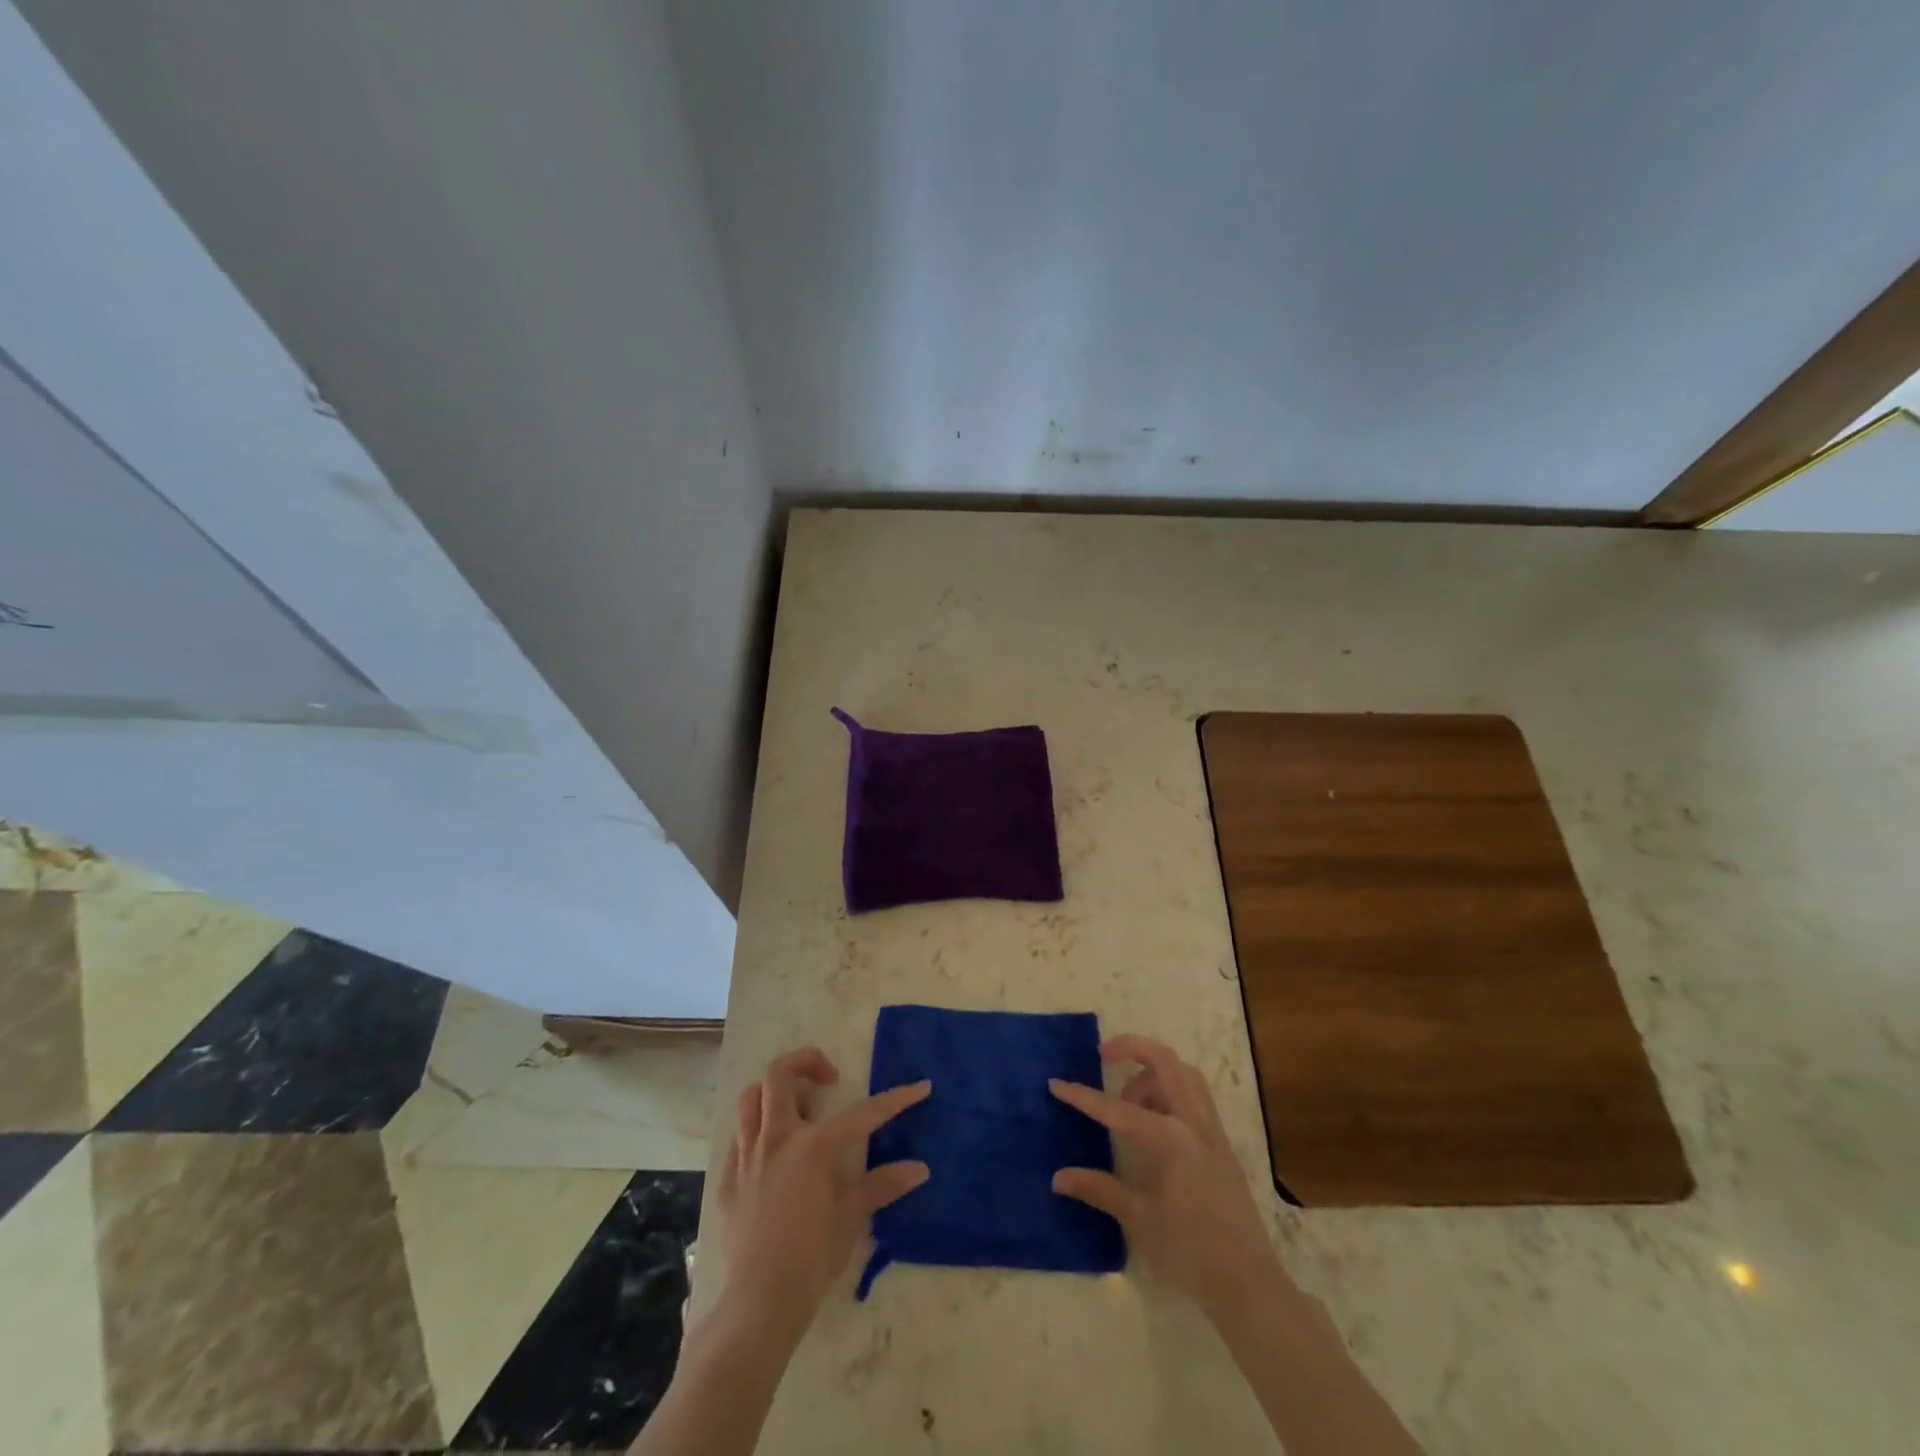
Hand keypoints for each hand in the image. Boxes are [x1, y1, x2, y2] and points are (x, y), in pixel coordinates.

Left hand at [713, 1047, 931, 1338]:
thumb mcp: (852, 1218)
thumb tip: (920, 1168)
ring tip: (797, 1109)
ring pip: (751, 1097)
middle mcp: (776, 1138)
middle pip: (779, 1073)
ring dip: (774, 1092)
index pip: (862, 1113)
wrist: (759, 1303)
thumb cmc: (812, 1258)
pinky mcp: (727, 1178)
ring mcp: (746, 1155)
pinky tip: (773, 1152)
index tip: (920, 1086)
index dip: (895, 1099)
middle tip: (830, 1080)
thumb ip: (882, 1185)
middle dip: (806, 1061)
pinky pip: (739, 1136)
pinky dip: (757, 1130)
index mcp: (812, 1146)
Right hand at [1049, 1035, 1284, 1320]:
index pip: (1117, 1108)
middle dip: (1130, 1047)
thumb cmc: (1189, 1252)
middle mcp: (1193, 1122)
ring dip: (1153, 1070)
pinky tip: (1154, 1120)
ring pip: (1183, 1072)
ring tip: (1129, 1099)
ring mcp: (1211, 1129)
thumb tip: (1058, 1177)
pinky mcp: (1221, 1141)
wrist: (1248, 1283)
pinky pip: (1195, 1094)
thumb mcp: (1139, 1220)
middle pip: (1163, 1060)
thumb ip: (1099, 1189)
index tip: (1056, 1083)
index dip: (1082, 1097)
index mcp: (1169, 1140)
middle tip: (1102, 1056)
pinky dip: (1171, 1089)